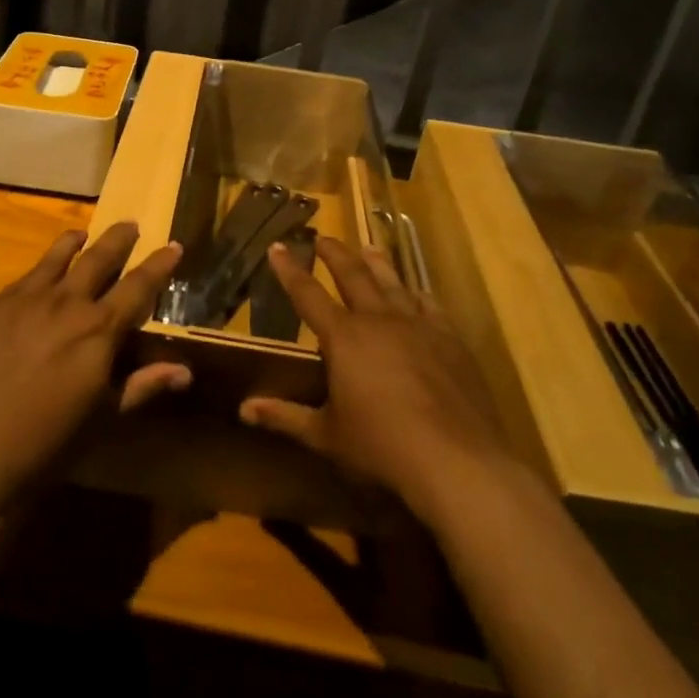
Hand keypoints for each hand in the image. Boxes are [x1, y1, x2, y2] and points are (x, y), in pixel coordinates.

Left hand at [0, 223, 186, 512]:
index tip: (174, 246)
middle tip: (131, 224)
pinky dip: (44, 266)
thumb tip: (185, 371)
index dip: (159, 265)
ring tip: (83, 234)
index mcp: (99, 330)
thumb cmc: (45, 441)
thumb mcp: (103, 417)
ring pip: (58, 256)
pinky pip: (27, 276)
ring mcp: (26, 299)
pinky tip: (42, 272)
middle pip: (99, 258)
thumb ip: (143, 385)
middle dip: (120, 239)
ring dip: (76, 241)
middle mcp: (66, 302)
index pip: (139, 286)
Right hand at [239, 236, 512, 523]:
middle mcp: (378, 320)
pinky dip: (417, 294)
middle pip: (352, 275)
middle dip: (335, 254)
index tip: (277, 246)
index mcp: (343, 337)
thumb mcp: (326, 435)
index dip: (289, 270)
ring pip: (392, 282)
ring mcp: (417, 326)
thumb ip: (285, 416)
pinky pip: (429, 305)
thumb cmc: (380, 447)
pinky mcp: (449, 339)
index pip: (307, 294)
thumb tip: (244, 409)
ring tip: (367, 247)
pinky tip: (416, 291)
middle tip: (323, 237)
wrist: (454, 460)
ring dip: (376, 262)